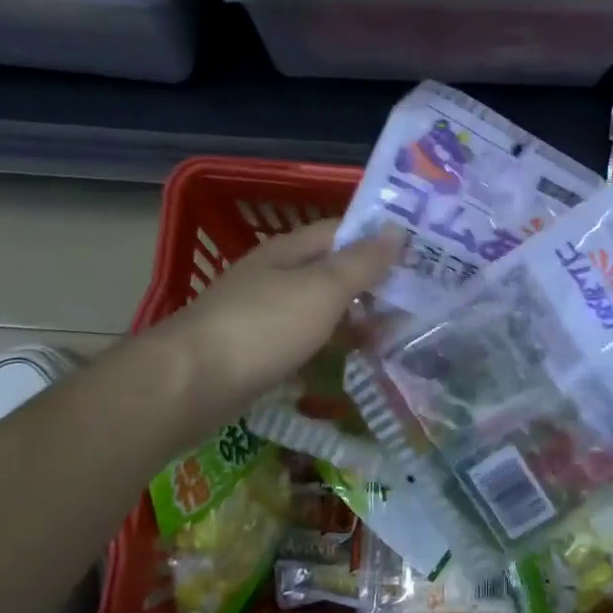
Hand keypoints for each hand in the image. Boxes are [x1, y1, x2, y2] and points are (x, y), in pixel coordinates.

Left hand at [159, 217, 402, 411]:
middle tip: (420, 303)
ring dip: (357, 320)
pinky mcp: (259, 352)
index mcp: (290, 251)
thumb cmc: (263, 327)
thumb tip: (396, 228)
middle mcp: (277, 276)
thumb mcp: (321, 289)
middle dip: (374, 285)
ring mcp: (265, 315)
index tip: (422, 255)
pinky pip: (307, 342)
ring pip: (322, 310)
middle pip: (333, 272)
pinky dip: (333, 348)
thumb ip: (361, 262)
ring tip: (399, 336)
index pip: (343, 232)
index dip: (381, 240)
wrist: (191, 384)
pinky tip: (356, 362)